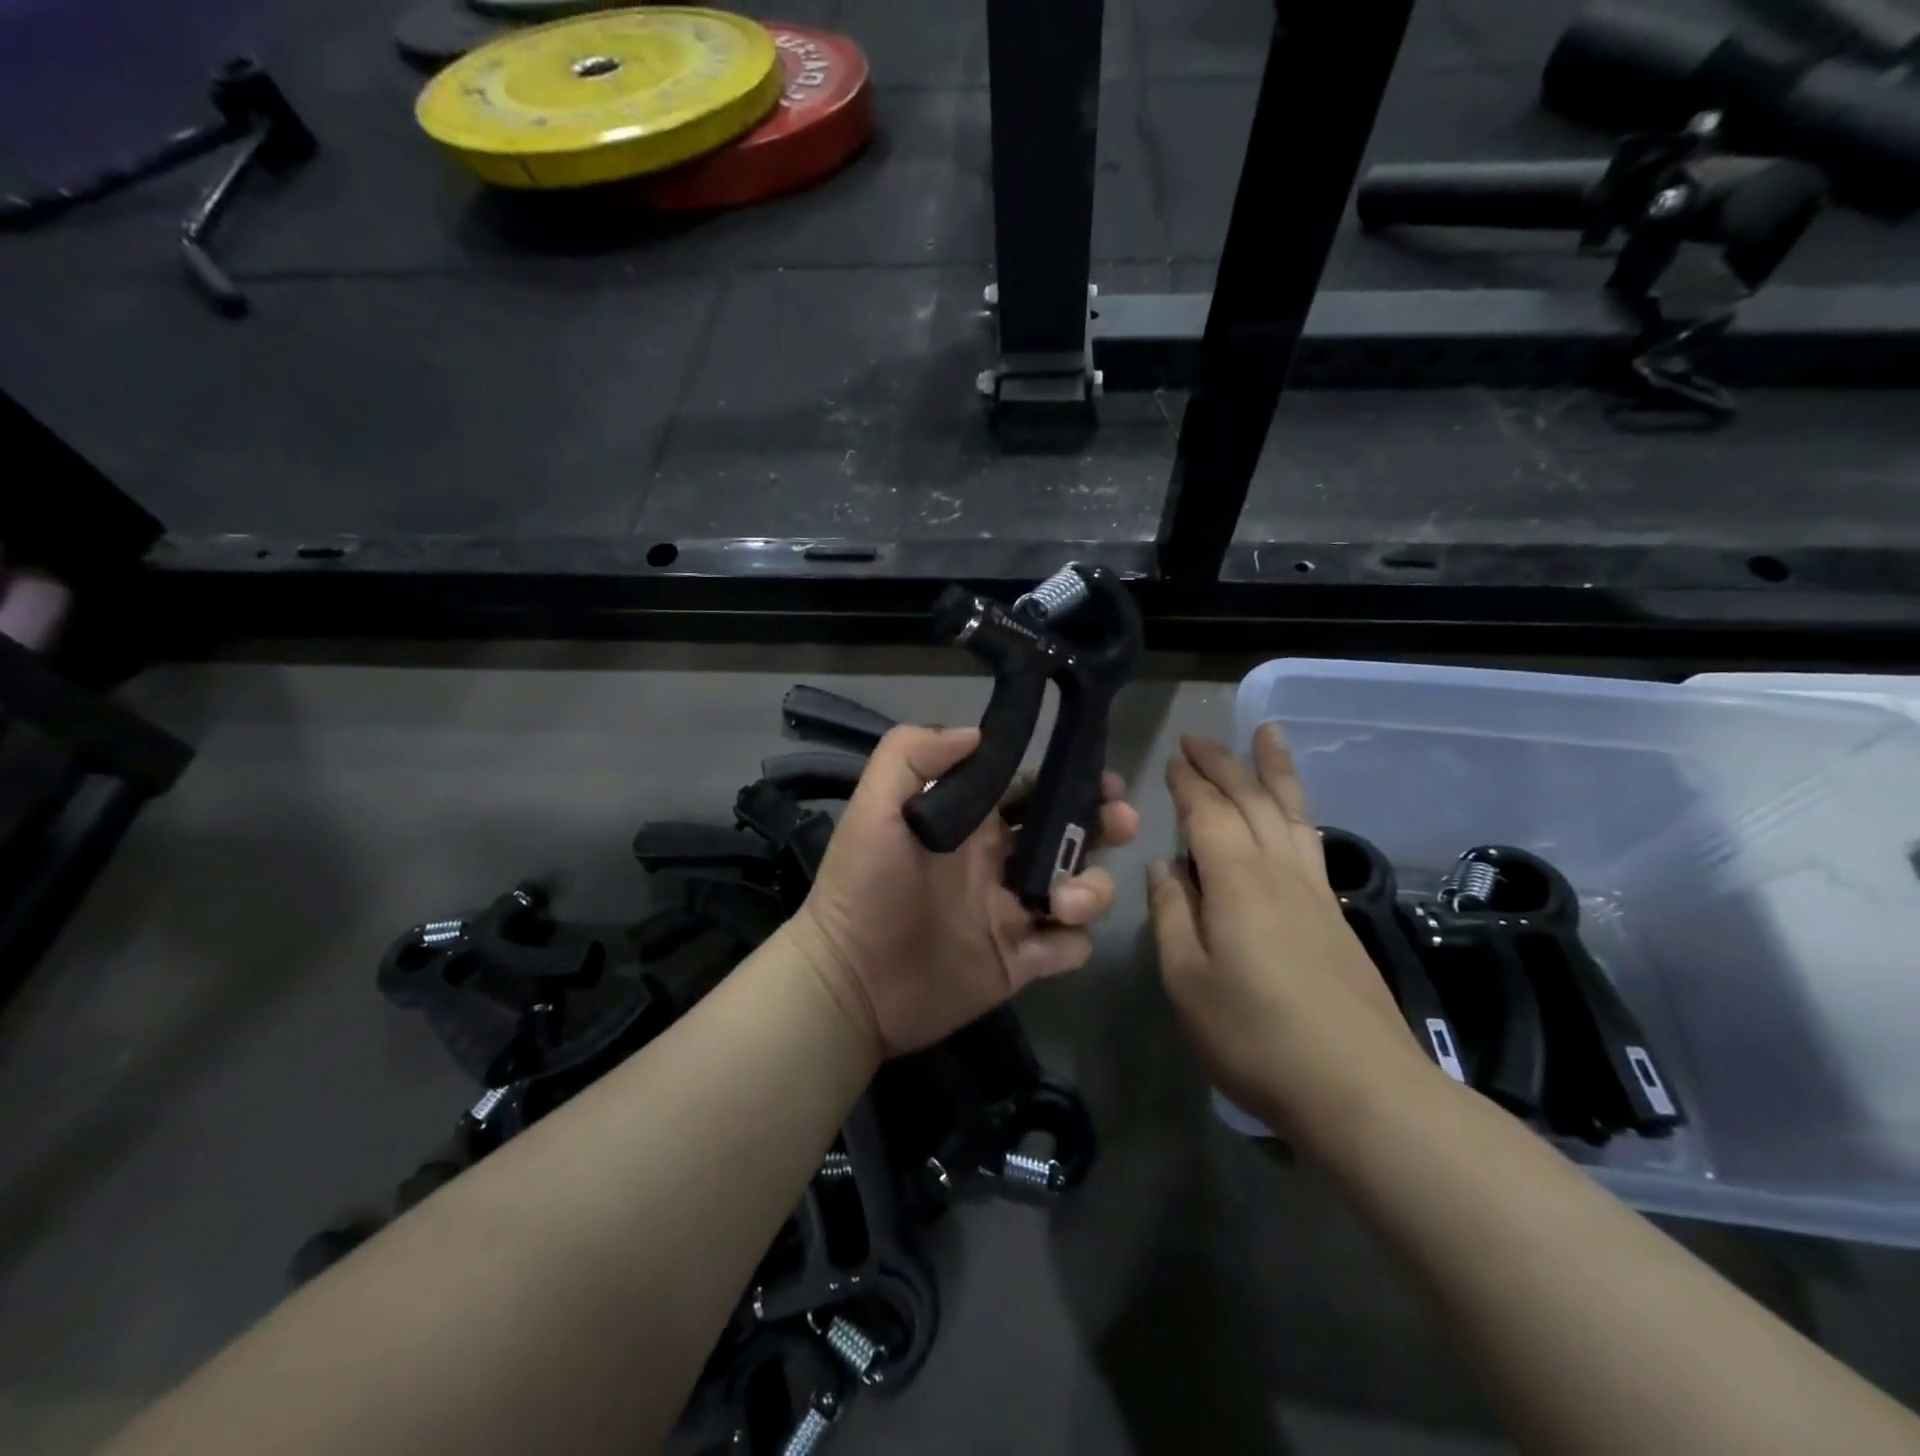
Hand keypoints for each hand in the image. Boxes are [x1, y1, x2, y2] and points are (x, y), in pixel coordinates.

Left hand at [791, 724, 1140, 1058]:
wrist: (849, 983)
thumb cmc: (862, 887)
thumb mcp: (874, 808)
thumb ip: (912, 756)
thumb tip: (978, 733)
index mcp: (974, 824)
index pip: (1033, 792)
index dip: (1067, 782)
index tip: (1102, 779)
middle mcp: (1001, 862)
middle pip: (1071, 836)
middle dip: (1102, 826)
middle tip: (1121, 823)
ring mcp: (1014, 912)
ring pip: (1083, 890)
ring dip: (1091, 890)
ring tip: (1063, 902)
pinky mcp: (1020, 961)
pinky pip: (1070, 947)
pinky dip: (1071, 941)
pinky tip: (1045, 940)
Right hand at [1146, 726, 1431, 1141]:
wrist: (1359, 1088)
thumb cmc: (1255, 1036)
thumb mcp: (1186, 980)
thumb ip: (1172, 914)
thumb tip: (1163, 867)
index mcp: (1237, 879)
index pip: (1207, 812)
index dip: (1188, 781)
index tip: (1171, 756)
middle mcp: (1279, 870)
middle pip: (1251, 799)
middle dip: (1223, 762)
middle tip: (1199, 737)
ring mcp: (1315, 891)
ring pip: (1292, 811)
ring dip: (1274, 770)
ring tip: (1267, 735)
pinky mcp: (1336, 915)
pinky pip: (1310, 839)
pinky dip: (1296, 809)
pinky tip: (1293, 812)